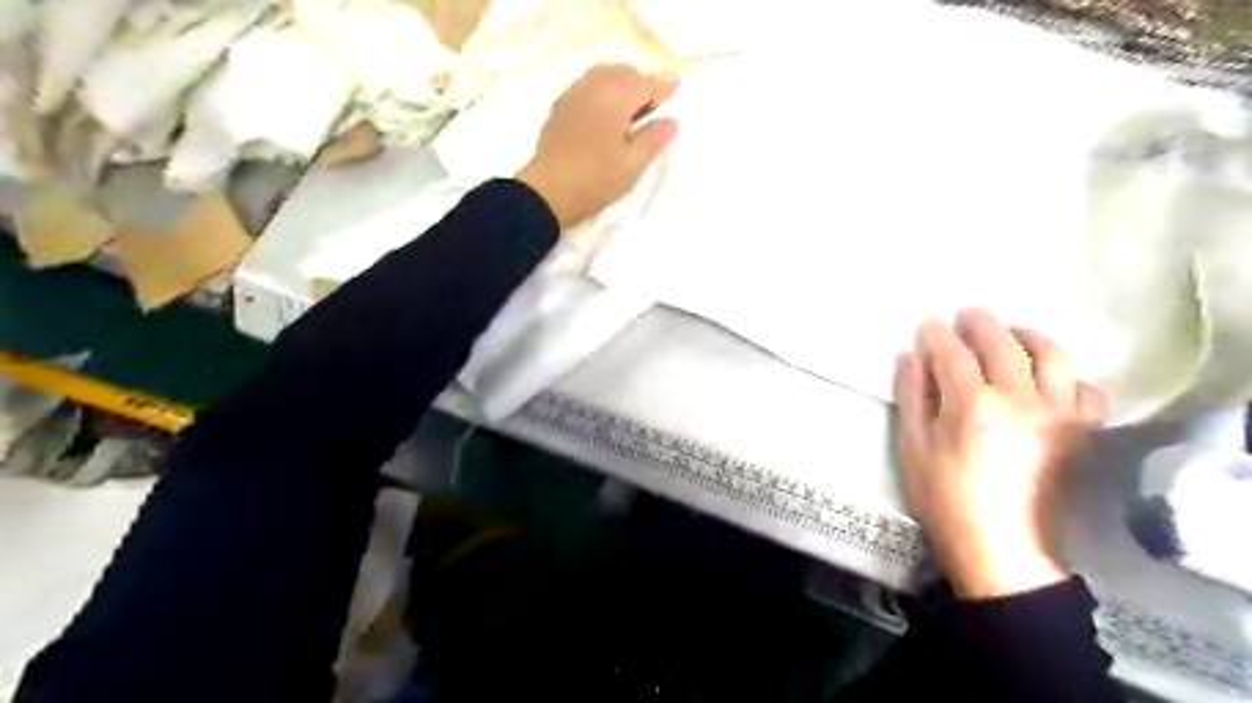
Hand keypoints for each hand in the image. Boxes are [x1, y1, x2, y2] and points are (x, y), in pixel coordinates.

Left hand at [517, 64, 680, 228]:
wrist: (548, 192)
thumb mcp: (632, 166)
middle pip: (623, 73)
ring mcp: (574, 95)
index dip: (663, 87)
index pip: (645, 83)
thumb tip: (672, 121)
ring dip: (621, 84)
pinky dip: (602, 90)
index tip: (677, 89)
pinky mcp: (560, 108)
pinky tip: (605, 114)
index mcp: (615, 99)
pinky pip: (587, 86)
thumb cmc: (595, 181)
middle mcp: (594, 88)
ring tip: (630, 109)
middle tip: (654, 106)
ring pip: (603, 75)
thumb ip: (654, 140)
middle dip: (641, 83)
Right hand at [890, 307, 1102, 596]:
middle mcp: (1021, 399)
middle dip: (981, 323)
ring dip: (1029, 336)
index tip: (927, 323)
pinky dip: (1068, 376)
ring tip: (1013, 334)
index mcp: (972, 405)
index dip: (937, 334)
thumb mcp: (913, 447)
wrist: (1001, 546)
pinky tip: (1051, 380)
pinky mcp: (1082, 432)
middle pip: (1003, 343)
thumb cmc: (944, 497)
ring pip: (1054, 356)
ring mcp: (1059, 414)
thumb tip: (908, 355)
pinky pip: (1086, 390)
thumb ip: (912, 396)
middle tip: (968, 314)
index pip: (953, 353)